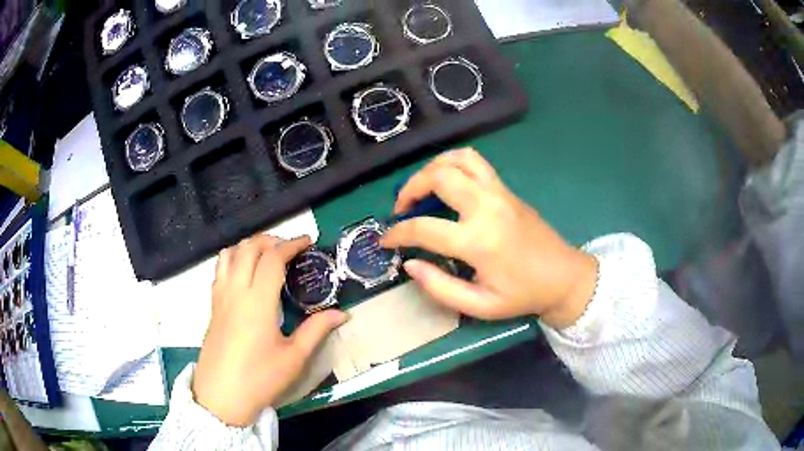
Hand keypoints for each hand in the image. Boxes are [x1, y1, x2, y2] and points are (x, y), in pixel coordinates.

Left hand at [192, 235, 347, 425]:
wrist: (221, 396)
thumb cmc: (260, 378)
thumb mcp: (294, 357)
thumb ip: (317, 330)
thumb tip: (342, 314)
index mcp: (257, 301)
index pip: (272, 258)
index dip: (291, 244)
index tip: (308, 241)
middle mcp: (235, 291)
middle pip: (248, 248)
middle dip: (270, 240)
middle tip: (289, 248)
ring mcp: (220, 297)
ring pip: (229, 254)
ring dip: (249, 246)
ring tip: (266, 256)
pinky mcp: (212, 306)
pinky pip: (220, 269)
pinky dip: (233, 258)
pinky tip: (245, 274)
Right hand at [381, 148, 597, 328]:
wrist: (564, 277)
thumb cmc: (522, 295)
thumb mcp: (479, 305)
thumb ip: (440, 287)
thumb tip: (410, 263)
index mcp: (479, 241)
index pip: (424, 227)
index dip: (397, 233)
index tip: (385, 240)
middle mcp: (487, 207)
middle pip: (438, 177)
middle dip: (410, 188)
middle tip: (401, 209)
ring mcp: (499, 193)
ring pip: (457, 159)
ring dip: (431, 168)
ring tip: (421, 188)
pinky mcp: (506, 189)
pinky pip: (475, 162)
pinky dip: (453, 162)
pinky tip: (446, 180)